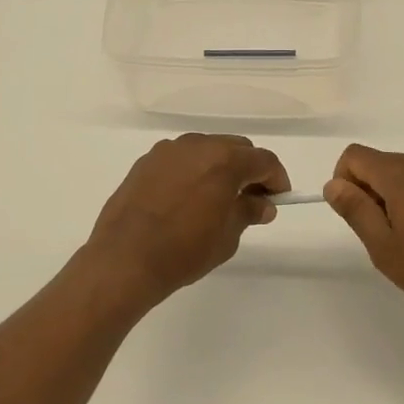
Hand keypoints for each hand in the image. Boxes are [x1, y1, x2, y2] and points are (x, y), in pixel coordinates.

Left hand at [83, 134, 288, 303]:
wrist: (124, 259)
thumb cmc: (184, 250)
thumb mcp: (227, 237)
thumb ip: (248, 212)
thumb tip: (263, 204)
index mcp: (224, 160)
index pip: (263, 160)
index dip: (277, 179)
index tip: (279, 199)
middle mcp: (197, 145)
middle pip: (236, 148)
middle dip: (249, 170)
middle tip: (252, 199)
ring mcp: (168, 150)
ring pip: (206, 149)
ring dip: (220, 167)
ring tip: (218, 198)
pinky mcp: (146, 161)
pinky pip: (181, 159)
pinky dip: (193, 171)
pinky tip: (187, 198)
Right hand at [324, 144, 403, 321]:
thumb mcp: (382, 245)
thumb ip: (355, 209)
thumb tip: (332, 184)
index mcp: (401, 175)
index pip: (354, 155)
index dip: (344, 181)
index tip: (355, 214)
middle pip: (376, 162)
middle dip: (366, 190)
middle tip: (379, 232)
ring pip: (398, 171)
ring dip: (388, 195)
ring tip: (402, 235)